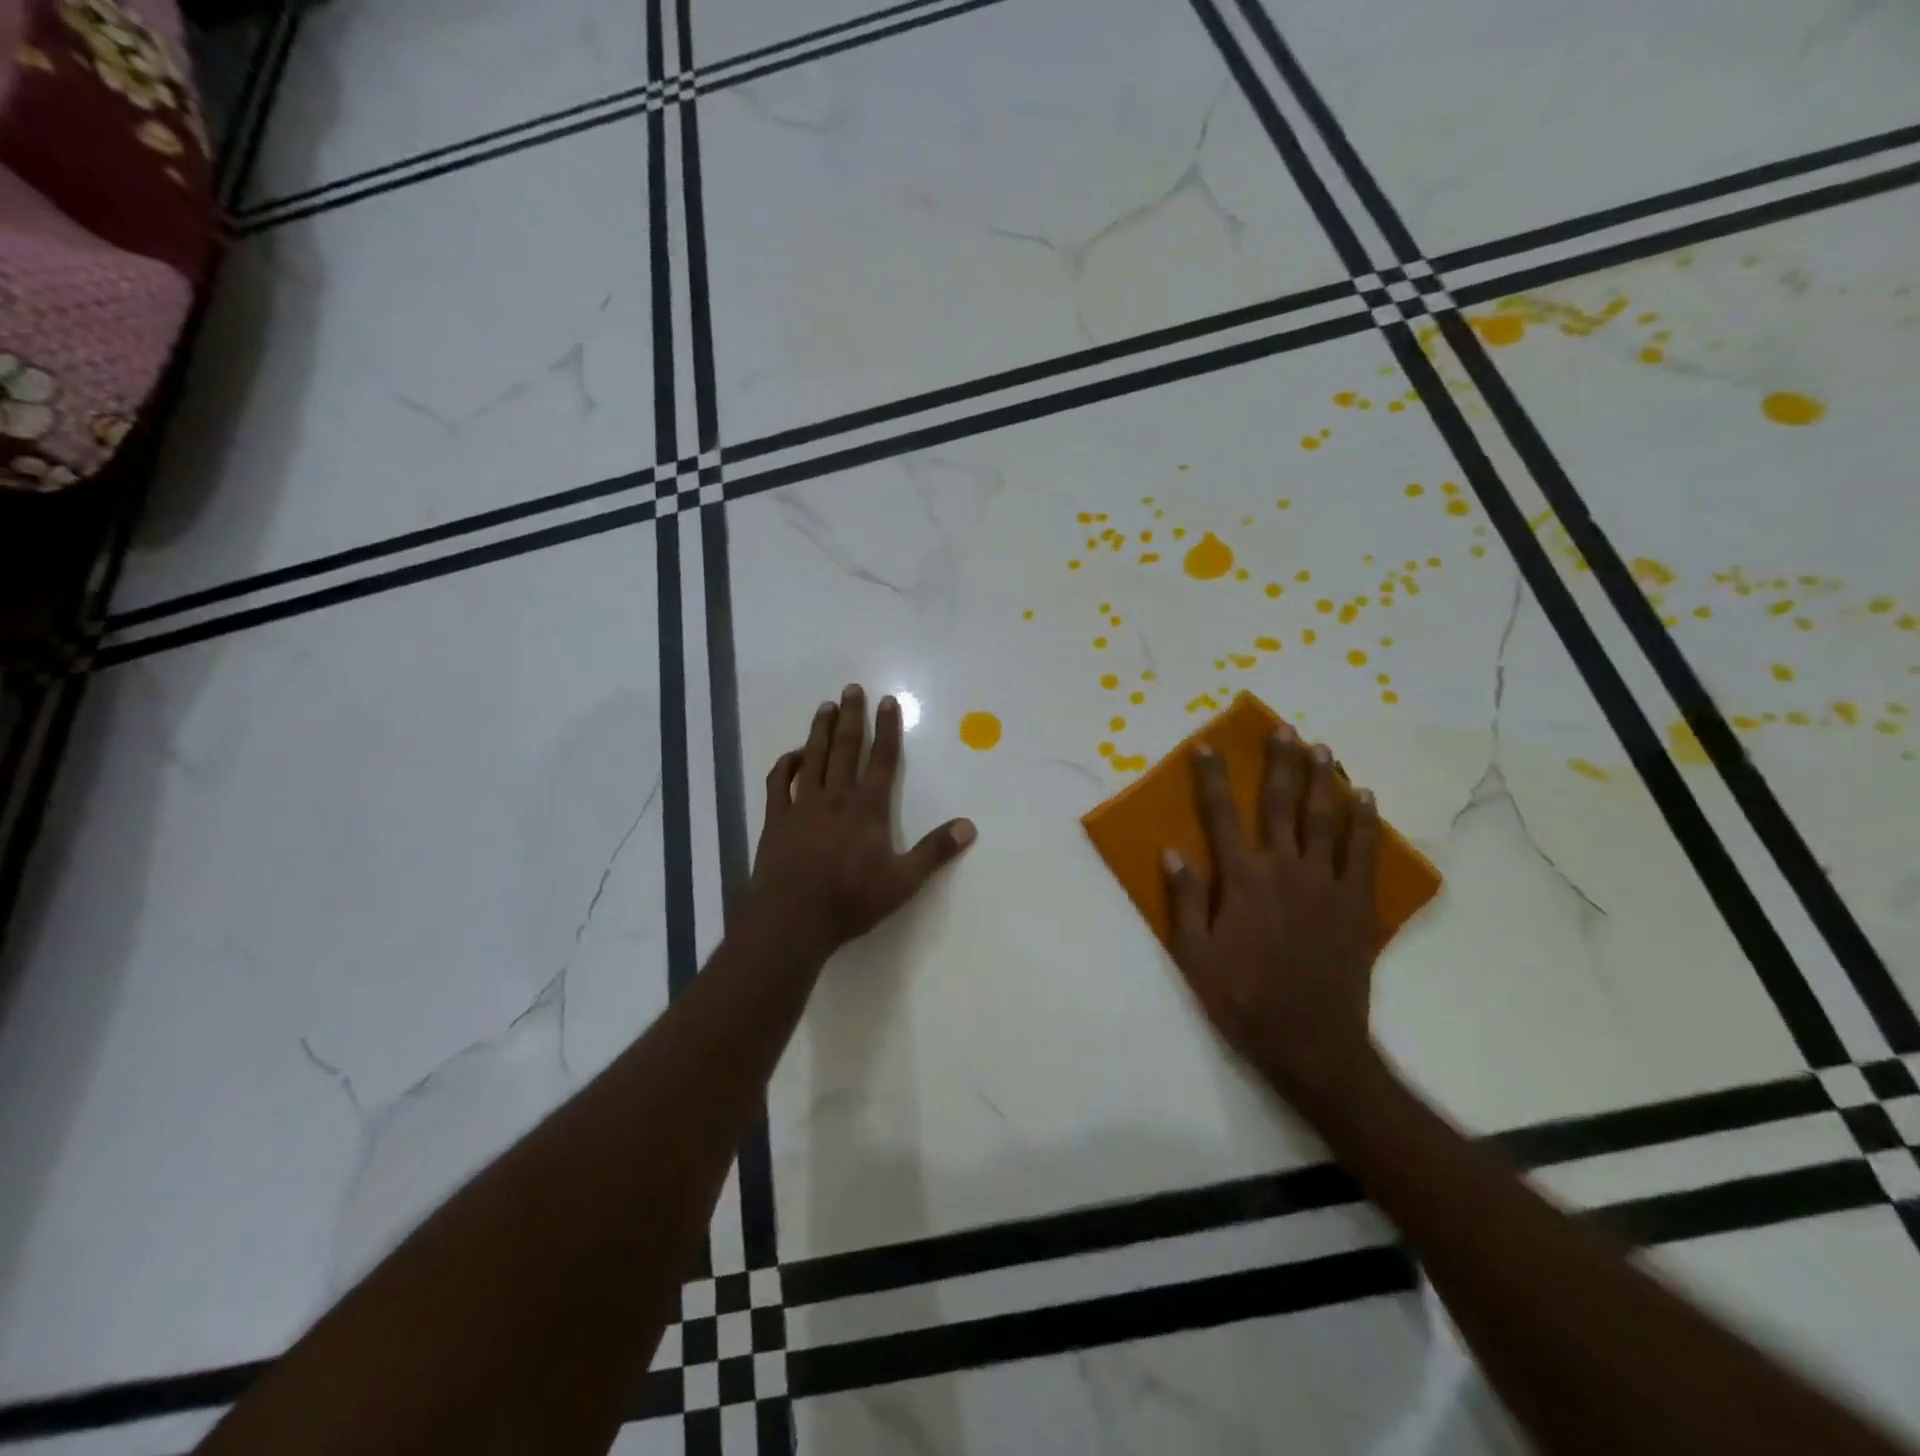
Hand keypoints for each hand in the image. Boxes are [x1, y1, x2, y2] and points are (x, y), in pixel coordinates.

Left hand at [747, 684, 976, 964]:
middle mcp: (836, 797)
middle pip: (845, 748)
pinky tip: (793, 756)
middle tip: (852, 689)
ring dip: (819, 730)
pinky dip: (786, 764)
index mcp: (868, 808)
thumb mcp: (904, 881)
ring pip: (813, 758)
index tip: (887, 701)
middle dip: (851, 717)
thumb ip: (935, 851)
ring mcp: (803, 805)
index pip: (882, 759)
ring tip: (825, 706)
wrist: (793, 919)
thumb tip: (970, 826)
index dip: (886, 729)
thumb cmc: (852, 900)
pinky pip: (780, 783)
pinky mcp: (777, 819)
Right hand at [1163, 724, 1383, 1110]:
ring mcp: (1326, 884)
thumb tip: (1171, 851)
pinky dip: (1365, 822)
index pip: (1221, 815)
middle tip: (1284, 729)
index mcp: (1241, 879)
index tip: (1207, 746)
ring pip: (1325, 819)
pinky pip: (1364, 853)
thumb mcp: (1194, 955)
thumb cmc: (1242, 998)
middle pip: (1282, 804)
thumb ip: (1185, 900)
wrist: (1311, 1042)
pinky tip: (1365, 798)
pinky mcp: (1357, 904)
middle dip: (1280, 764)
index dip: (1213, 778)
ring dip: (1323, 780)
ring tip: (1323, 749)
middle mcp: (1284, 869)